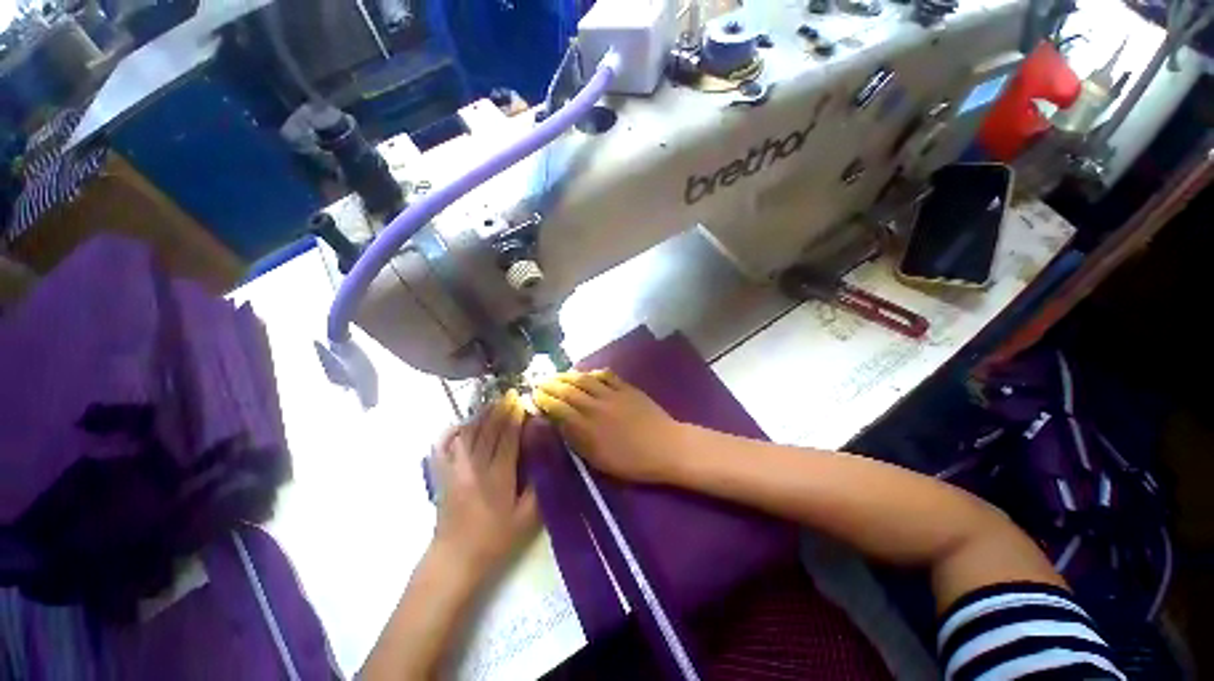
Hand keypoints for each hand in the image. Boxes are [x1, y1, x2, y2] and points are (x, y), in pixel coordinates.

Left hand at [430, 393, 538, 577]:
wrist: (455, 559)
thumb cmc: (494, 540)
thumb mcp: (526, 519)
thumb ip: (537, 487)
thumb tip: (545, 459)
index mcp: (498, 476)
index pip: (508, 438)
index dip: (515, 418)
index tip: (521, 401)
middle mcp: (476, 467)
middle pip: (489, 431)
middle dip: (500, 410)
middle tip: (509, 394)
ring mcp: (456, 469)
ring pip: (470, 434)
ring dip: (481, 415)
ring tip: (492, 402)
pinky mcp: (442, 475)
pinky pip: (444, 446)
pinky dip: (451, 432)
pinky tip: (460, 423)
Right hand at [533, 371, 690, 483]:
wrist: (665, 447)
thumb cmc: (632, 462)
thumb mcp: (599, 460)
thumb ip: (577, 440)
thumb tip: (560, 423)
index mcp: (587, 427)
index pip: (559, 408)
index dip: (545, 400)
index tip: (534, 395)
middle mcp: (595, 407)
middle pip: (568, 391)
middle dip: (551, 385)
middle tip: (540, 381)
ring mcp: (612, 394)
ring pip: (585, 380)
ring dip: (568, 376)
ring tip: (558, 375)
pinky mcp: (627, 388)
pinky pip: (607, 376)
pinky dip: (594, 373)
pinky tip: (587, 373)